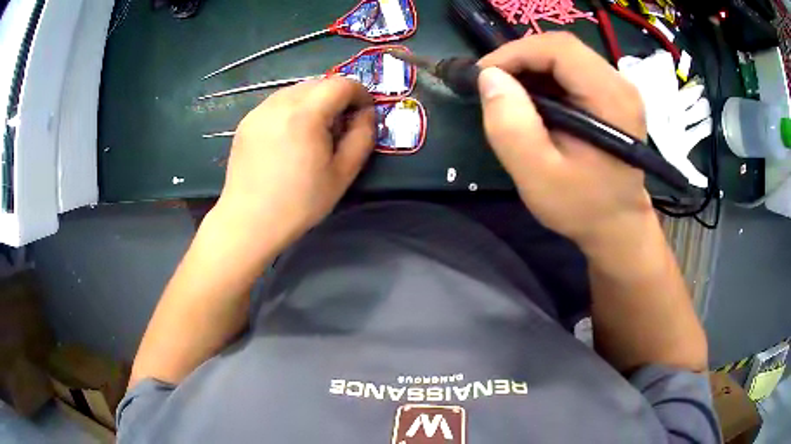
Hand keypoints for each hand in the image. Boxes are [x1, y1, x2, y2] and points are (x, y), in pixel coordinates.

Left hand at [215, 77, 374, 247]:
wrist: (249, 222)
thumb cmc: (299, 203)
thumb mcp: (342, 174)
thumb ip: (362, 137)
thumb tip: (366, 114)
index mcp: (305, 114)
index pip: (341, 84)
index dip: (360, 93)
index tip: (364, 113)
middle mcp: (279, 103)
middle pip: (319, 83)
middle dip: (337, 97)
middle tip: (340, 126)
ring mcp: (259, 111)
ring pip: (296, 90)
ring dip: (314, 101)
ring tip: (314, 132)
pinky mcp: (246, 121)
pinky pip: (277, 103)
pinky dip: (292, 109)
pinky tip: (290, 137)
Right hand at [477, 32, 654, 253]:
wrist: (618, 226)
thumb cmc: (582, 207)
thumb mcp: (538, 177)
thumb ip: (511, 127)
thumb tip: (489, 77)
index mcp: (610, 99)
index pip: (559, 49)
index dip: (515, 53)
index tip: (483, 76)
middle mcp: (620, 84)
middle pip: (562, 48)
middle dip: (521, 59)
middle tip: (493, 86)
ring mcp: (619, 88)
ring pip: (566, 56)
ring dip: (531, 68)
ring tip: (509, 95)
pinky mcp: (613, 95)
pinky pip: (573, 71)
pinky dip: (545, 78)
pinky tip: (533, 101)